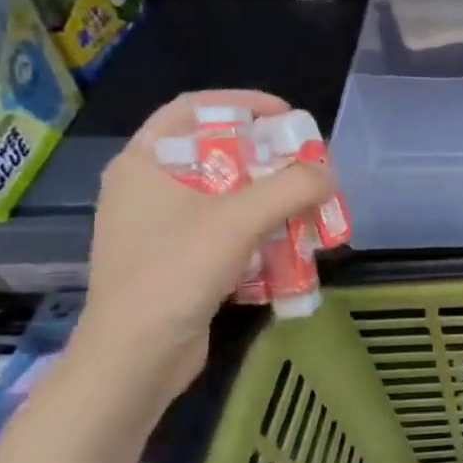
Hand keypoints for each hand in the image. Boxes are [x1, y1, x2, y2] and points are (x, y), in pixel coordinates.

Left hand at [71, 91, 335, 411]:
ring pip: (226, 193)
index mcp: (145, 162)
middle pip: (217, 151)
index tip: (289, 117)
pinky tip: (288, 242)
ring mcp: (160, 226)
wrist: (134, 358)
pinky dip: (259, 228)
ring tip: (307, 204)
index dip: (244, 103)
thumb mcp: (239, 221)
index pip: (194, 108)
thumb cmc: (174, 274)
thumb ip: (291, 188)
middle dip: (268, 157)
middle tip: (307, 164)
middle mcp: (148, 187)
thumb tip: (328, 173)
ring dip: (270, 196)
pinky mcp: (176, 259)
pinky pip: (225, 228)